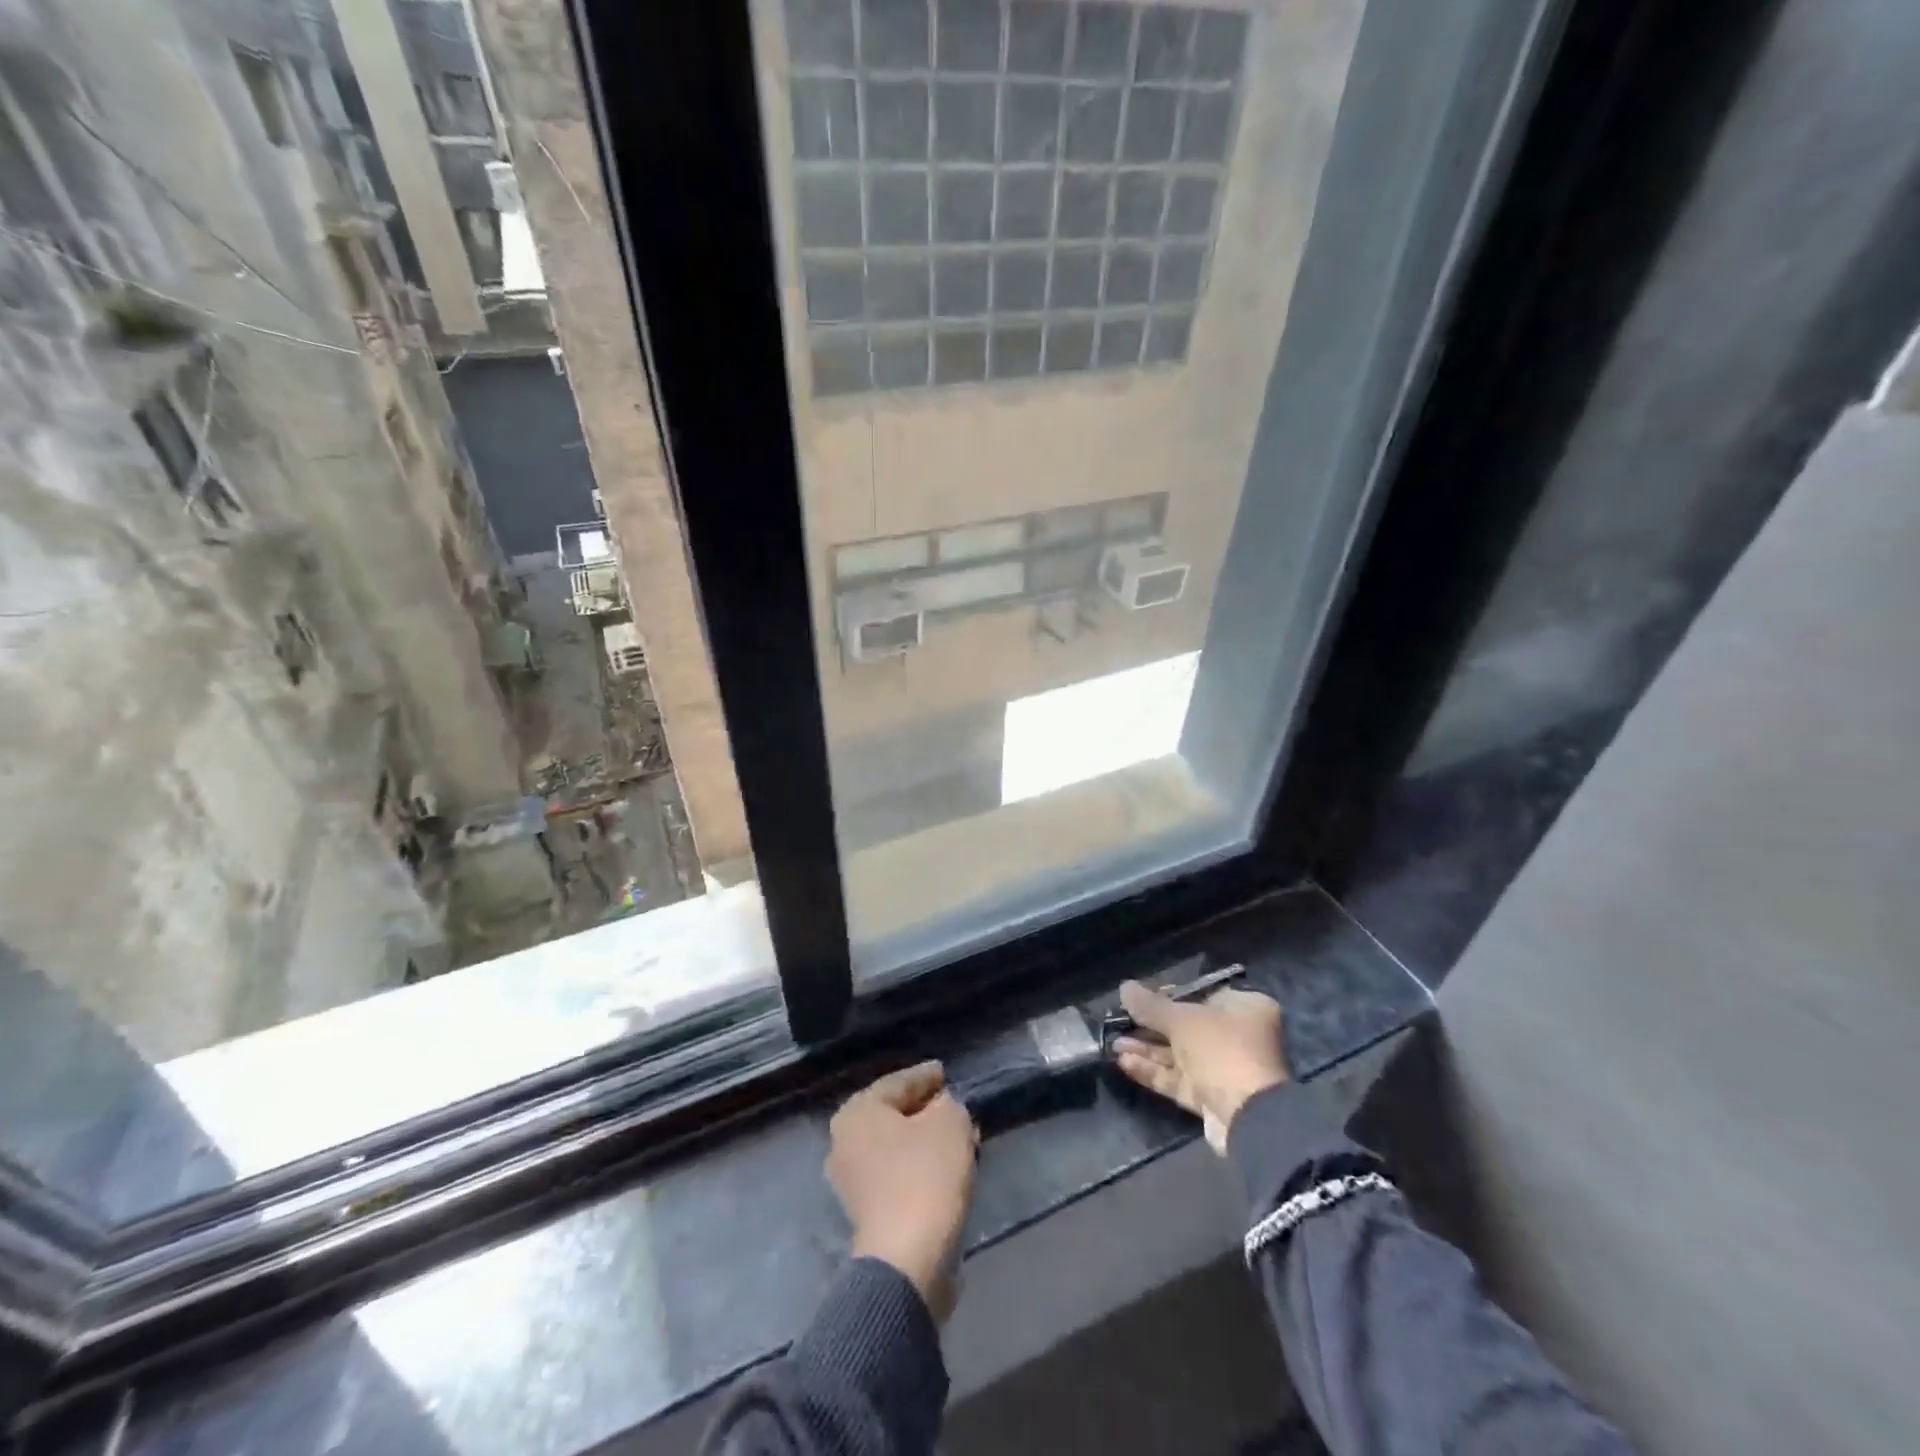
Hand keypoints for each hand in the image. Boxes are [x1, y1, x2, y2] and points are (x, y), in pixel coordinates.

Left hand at [827, 1061, 978, 1321]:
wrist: (907, 1261)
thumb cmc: (925, 1176)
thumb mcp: (949, 1122)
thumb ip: (948, 1104)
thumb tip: (941, 1108)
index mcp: (857, 1112)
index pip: (898, 1082)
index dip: (926, 1076)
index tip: (945, 1072)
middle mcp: (844, 1141)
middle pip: (893, 1115)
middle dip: (925, 1110)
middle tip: (953, 1104)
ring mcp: (851, 1181)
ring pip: (896, 1147)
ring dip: (924, 1140)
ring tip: (956, 1136)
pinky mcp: (866, 1213)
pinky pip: (897, 1174)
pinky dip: (919, 1166)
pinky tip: (945, 1167)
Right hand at [1112, 982, 1288, 1153]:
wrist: (1249, 1118)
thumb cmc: (1221, 1050)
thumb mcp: (1182, 1020)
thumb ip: (1150, 1005)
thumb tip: (1124, 987)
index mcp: (1244, 1008)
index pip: (1201, 993)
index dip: (1168, 994)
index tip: (1140, 995)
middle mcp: (1237, 1036)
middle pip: (1186, 1025)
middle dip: (1151, 1025)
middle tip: (1121, 1020)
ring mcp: (1223, 1069)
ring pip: (1178, 1055)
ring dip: (1147, 1049)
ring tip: (1114, 1043)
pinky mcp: (1211, 1097)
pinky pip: (1177, 1078)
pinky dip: (1153, 1070)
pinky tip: (1124, 1062)